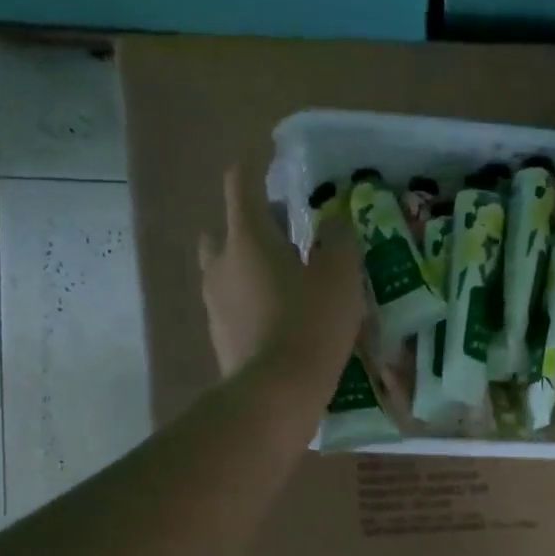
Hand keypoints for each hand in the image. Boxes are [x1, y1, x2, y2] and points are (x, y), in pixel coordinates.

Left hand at [198, 166, 364, 383]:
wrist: (276, 393)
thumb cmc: (311, 325)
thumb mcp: (341, 278)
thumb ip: (339, 242)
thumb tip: (334, 223)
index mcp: (247, 237)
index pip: (240, 185)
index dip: (253, 169)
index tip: (267, 162)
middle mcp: (221, 263)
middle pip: (225, 229)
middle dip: (249, 226)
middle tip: (284, 236)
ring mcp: (214, 302)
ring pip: (225, 270)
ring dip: (247, 267)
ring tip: (283, 282)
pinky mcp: (218, 335)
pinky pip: (231, 305)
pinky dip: (249, 302)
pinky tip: (277, 320)